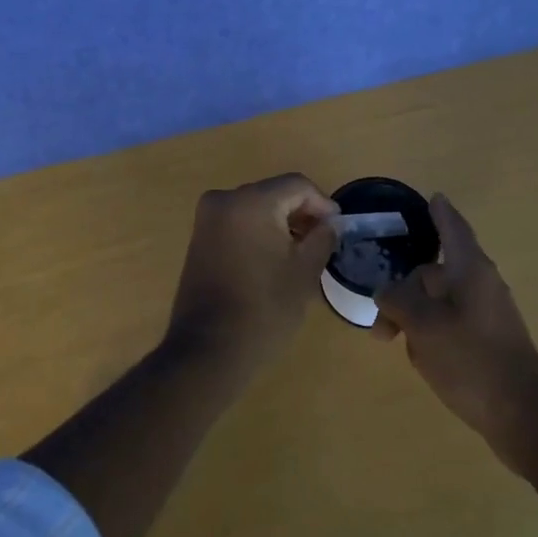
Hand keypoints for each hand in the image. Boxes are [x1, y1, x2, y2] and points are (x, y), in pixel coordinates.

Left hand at [165, 173, 339, 377]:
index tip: (337, 229)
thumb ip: (323, 238)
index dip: (322, 204)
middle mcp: (224, 199)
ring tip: (301, 252)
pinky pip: (238, 222)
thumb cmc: (264, 310)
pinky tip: (274, 258)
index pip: (297, 185)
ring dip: (280, 222)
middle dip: (301, 212)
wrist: (208, 351)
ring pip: (256, 207)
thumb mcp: (304, 272)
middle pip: (274, 193)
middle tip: (323, 240)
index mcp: (251, 202)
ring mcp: (207, 219)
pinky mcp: (199, 238)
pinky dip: (259, 231)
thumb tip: (331, 222)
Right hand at [375, 194, 537, 469]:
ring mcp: (488, 315)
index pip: (453, 228)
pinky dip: (431, 331)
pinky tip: (420, 358)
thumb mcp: (423, 326)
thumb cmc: (471, 360)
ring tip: (393, 341)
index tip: (433, 197)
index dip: (440, 212)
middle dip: (405, 289)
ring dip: (415, 315)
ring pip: (441, 302)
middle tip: (380, 320)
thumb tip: (386, 291)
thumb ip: (398, 300)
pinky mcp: (489, 342)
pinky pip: (452, 323)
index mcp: (471, 269)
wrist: (524, 416)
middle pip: (436, 273)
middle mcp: (482, 285)